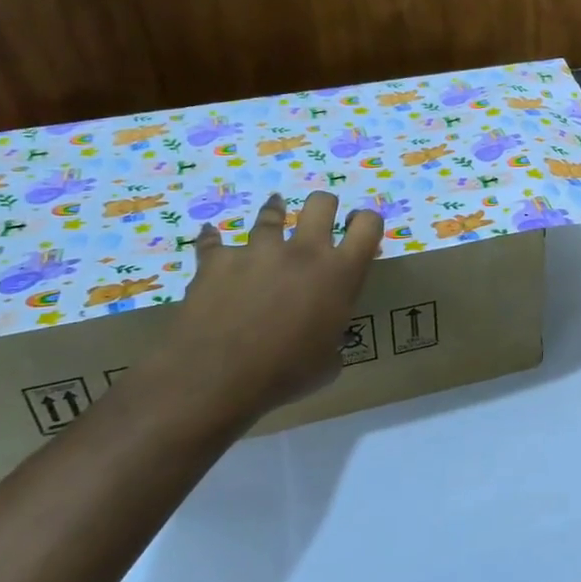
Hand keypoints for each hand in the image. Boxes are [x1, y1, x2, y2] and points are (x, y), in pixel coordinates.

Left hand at [163, 191, 384, 414]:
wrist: (216, 378)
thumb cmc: (284, 374)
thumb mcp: (328, 363)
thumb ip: (333, 338)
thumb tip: (326, 339)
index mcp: (339, 274)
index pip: (368, 225)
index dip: (366, 222)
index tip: (357, 230)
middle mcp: (303, 252)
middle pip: (321, 203)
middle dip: (323, 206)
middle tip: (319, 220)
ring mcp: (259, 251)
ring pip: (271, 213)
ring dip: (274, 213)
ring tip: (274, 212)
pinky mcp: (218, 259)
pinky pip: (214, 240)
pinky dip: (214, 240)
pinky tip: (212, 237)